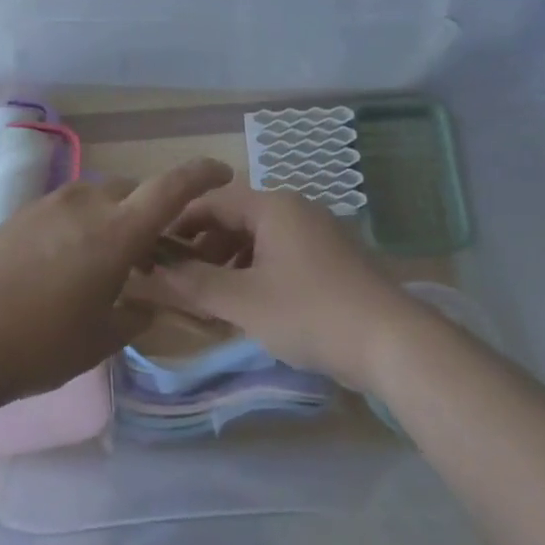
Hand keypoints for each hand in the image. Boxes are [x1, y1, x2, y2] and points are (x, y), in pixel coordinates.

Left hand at [0, 158, 233, 402]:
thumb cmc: (42, 343)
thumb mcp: (101, 340)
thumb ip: (134, 316)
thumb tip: (144, 305)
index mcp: (116, 231)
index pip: (170, 189)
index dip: (201, 174)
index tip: (223, 171)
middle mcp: (87, 204)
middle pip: (132, 193)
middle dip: (149, 214)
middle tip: (150, 252)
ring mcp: (50, 204)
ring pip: (98, 199)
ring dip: (113, 219)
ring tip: (104, 261)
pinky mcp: (22, 213)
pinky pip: (67, 209)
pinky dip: (81, 225)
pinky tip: (64, 263)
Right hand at [137, 182, 416, 391]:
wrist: (393, 343)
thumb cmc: (310, 312)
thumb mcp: (243, 301)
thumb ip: (194, 284)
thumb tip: (151, 271)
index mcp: (272, 205)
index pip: (211, 202)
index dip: (178, 224)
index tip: (152, 250)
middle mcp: (294, 208)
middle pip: (235, 219)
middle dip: (203, 249)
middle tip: (180, 283)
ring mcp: (317, 233)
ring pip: (257, 240)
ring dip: (228, 265)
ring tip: (210, 301)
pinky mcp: (331, 259)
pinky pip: (280, 255)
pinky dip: (256, 274)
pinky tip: (248, 307)